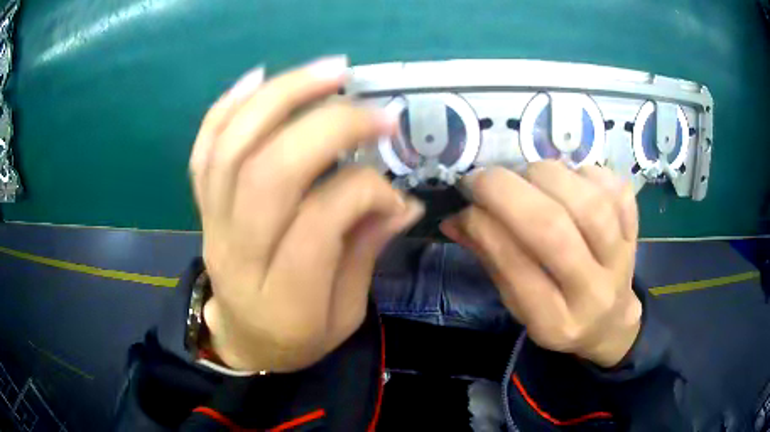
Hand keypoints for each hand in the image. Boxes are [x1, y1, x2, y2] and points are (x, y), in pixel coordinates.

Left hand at [189, 57, 423, 371]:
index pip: (319, 221)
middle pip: (270, 171)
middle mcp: (238, 252)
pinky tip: (258, 77)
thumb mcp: (346, 315)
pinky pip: (205, 150)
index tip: (394, 191)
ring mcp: (212, 223)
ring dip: (281, 97)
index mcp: (285, 298)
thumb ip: (366, 252)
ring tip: (328, 72)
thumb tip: (401, 199)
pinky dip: (227, 107)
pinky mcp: (202, 205)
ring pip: (234, 147)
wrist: (243, 338)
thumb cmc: (299, 335)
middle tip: (373, 109)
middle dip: (328, 126)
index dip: (364, 190)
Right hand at [440, 163, 640, 366]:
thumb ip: (492, 260)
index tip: (465, 202)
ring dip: (547, 176)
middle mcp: (593, 293)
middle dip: (509, 193)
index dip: (485, 226)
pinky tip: (570, 181)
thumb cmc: (559, 316)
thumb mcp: (520, 306)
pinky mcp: (636, 231)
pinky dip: (586, 173)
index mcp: (555, 322)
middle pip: (555, 230)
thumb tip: (455, 219)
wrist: (611, 321)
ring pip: (588, 203)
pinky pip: (614, 189)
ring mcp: (622, 259)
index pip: (518, 269)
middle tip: (483, 178)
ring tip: (528, 176)